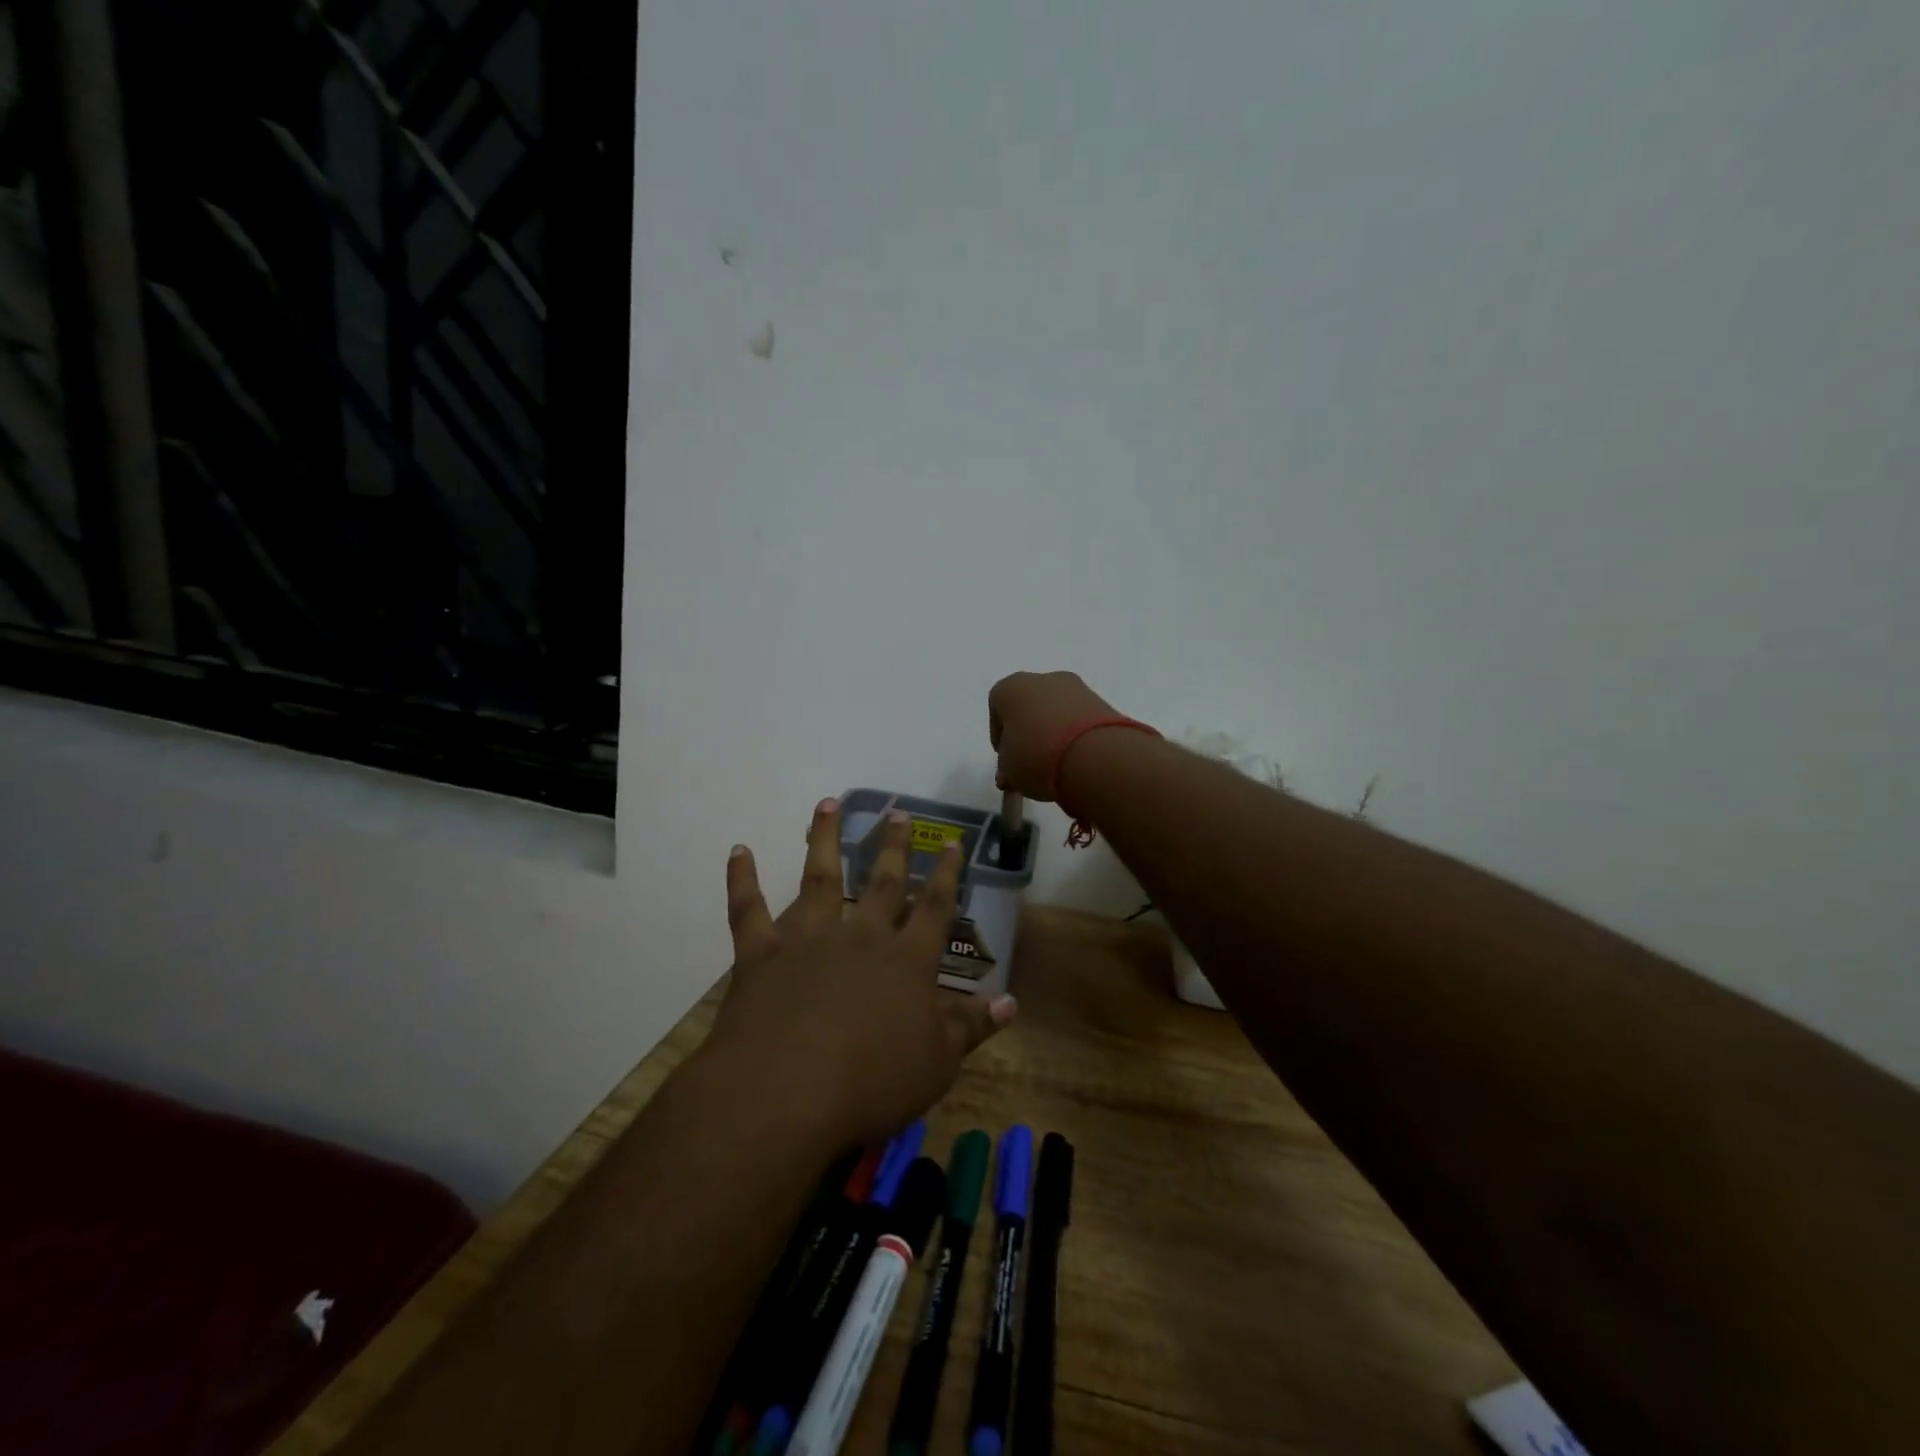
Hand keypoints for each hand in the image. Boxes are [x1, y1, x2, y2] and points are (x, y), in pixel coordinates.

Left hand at [708, 798, 1017, 1148]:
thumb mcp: (937, 1063)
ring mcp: (808, 939)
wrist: (787, 1093)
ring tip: (827, 803)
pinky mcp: (761, 954)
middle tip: (898, 814)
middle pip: (882, 883)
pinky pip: (748, 909)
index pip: (935, 908)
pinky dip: (742, 879)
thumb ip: (972, 1026)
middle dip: (893, 847)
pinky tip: (739, 851)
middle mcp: (860, 937)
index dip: (947, 874)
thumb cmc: (872, 1082)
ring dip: (825, 839)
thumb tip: (1011, 1001)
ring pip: (820, 878)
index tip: (952, 842)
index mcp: (906, 961)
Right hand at [988, 670, 1120, 799]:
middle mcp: (1042, 678)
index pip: (997, 708)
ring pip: (1057, 711)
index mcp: (1010, 688)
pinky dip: (1077, 736)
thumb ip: (1007, 766)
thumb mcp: (1009, 770)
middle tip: (1030, 763)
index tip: (1006, 758)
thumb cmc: (1036, 756)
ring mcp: (1077, 688)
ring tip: (1057, 766)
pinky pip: (1080, 719)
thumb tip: (1012, 771)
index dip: (1000, 736)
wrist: (1095, 756)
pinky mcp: (1103, 702)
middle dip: (1029, 732)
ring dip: (1054, 733)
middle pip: (1030, 706)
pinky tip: (1077, 760)